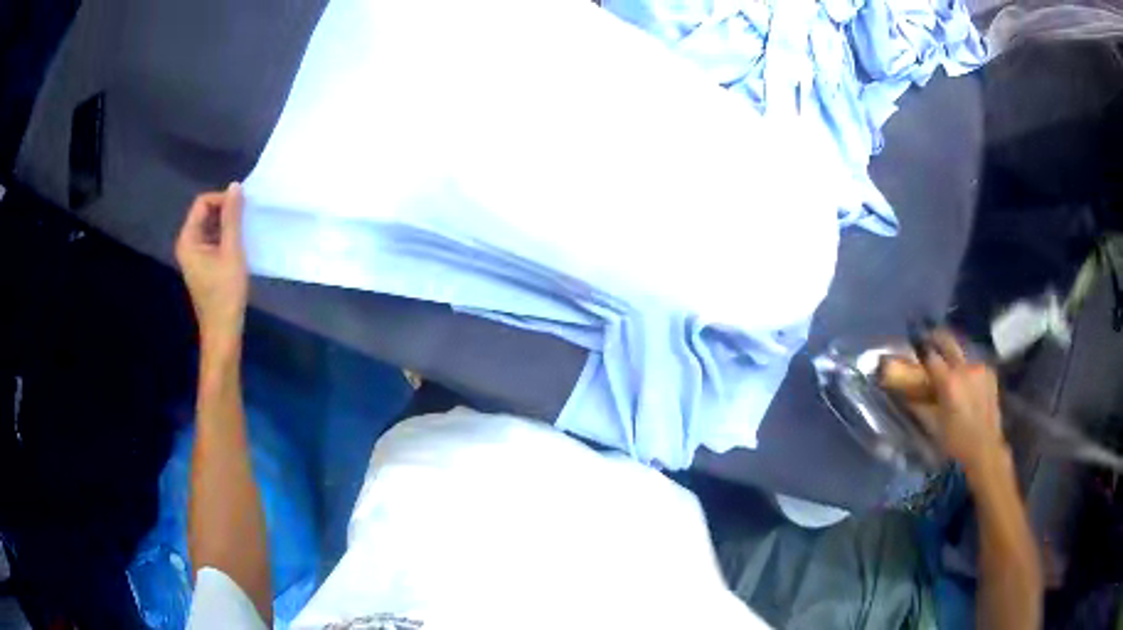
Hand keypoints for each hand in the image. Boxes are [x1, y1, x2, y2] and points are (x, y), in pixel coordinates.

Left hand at [175, 183, 247, 355]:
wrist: (223, 331)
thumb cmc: (226, 292)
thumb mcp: (232, 251)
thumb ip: (232, 217)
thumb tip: (235, 186)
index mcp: (188, 239)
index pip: (202, 203)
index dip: (222, 200)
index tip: (242, 208)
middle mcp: (187, 243)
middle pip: (205, 213)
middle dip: (225, 211)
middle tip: (246, 219)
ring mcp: (194, 255)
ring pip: (210, 226)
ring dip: (227, 224)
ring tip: (244, 232)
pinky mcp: (202, 264)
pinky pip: (212, 240)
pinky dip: (225, 237)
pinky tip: (239, 246)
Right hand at [881, 330, 1007, 472]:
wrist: (985, 448)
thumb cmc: (955, 441)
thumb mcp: (933, 424)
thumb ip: (919, 403)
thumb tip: (905, 390)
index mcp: (949, 381)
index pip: (929, 354)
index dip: (920, 349)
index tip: (914, 345)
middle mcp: (965, 368)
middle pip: (948, 340)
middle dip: (936, 337)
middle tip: (928, 338)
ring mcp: (979, 368)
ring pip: (962, 351)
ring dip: (953, 355)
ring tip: (948, 365)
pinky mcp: (990, 372)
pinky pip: (974, 363)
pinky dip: (966, 367)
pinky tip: (965, 380)